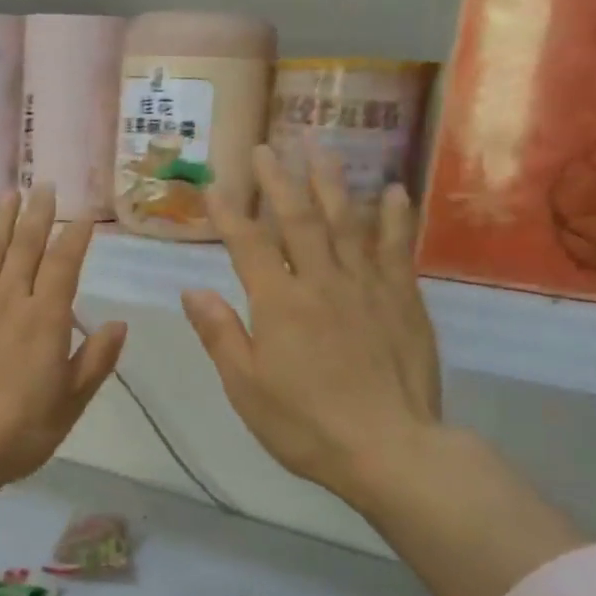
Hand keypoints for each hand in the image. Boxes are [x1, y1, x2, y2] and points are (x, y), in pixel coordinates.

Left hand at [0, 187, 127, 494]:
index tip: (83, 215)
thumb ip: (96, 360)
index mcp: (46, 319)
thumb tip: (119, 323)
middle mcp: (10, 300)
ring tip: (8, 195)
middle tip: (45, 186)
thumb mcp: (71, 402)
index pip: (65, 265)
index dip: (75, 237)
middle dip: (38, 215)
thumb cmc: (21, 430)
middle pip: (26, 248)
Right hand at [181, 147, 441, 513]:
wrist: (390, 449)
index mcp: (278, 304)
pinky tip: (392, 190)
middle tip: (267, 147)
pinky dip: (394, 215)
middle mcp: (322, 282)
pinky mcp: (403, 299)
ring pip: (347, 221)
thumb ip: (220, 334)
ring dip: (332, 181)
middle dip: (279, 181)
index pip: (248, 246)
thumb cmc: (305, 424)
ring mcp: (367, 286)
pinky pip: (396, 246)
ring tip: (320, 147)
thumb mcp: (245, 387)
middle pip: (298, 220)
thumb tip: (192, 290)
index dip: (230, 213)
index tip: (216, 185)